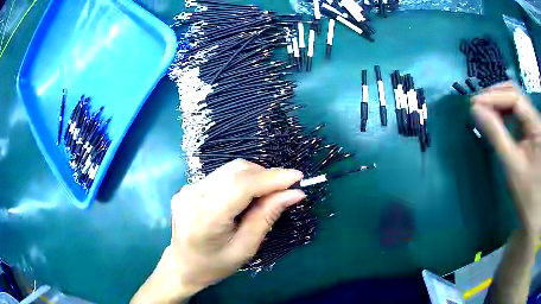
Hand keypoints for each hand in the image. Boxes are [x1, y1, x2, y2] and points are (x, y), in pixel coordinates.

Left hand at [131, 159, 304, 302]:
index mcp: (205, 218)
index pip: (241, 186)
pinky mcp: (188, 187)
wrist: (182, 266)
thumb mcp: (245, 249)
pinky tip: (246, 197)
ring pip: (229, 170)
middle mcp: (192, 196)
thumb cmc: (214, 265)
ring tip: (267, 194)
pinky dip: (240, 181)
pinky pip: (221, 176)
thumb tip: (294, 193)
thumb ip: (266, 217)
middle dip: (265, 175)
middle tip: (284, 190)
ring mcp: (188, 189)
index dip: (272, 178)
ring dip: (254, 177)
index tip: (297, 177)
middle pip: (236, 171)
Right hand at [471, 81, 540, 235]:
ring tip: (484, 111)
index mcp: (536, 125)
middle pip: (515, 94)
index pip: (515, 98)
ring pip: (515, 100)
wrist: (534, 211)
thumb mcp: (512, 166)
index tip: (475, 104)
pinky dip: (505, 112)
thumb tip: (476, 110)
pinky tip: (495, 118)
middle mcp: (536, 117)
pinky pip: (517, 112)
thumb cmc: (526, 194)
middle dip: (496, 96)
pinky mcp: (531, 129)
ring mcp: (534, 122)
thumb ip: (496, 135)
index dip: (495, 97)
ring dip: (499, 103)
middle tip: (478, 106)